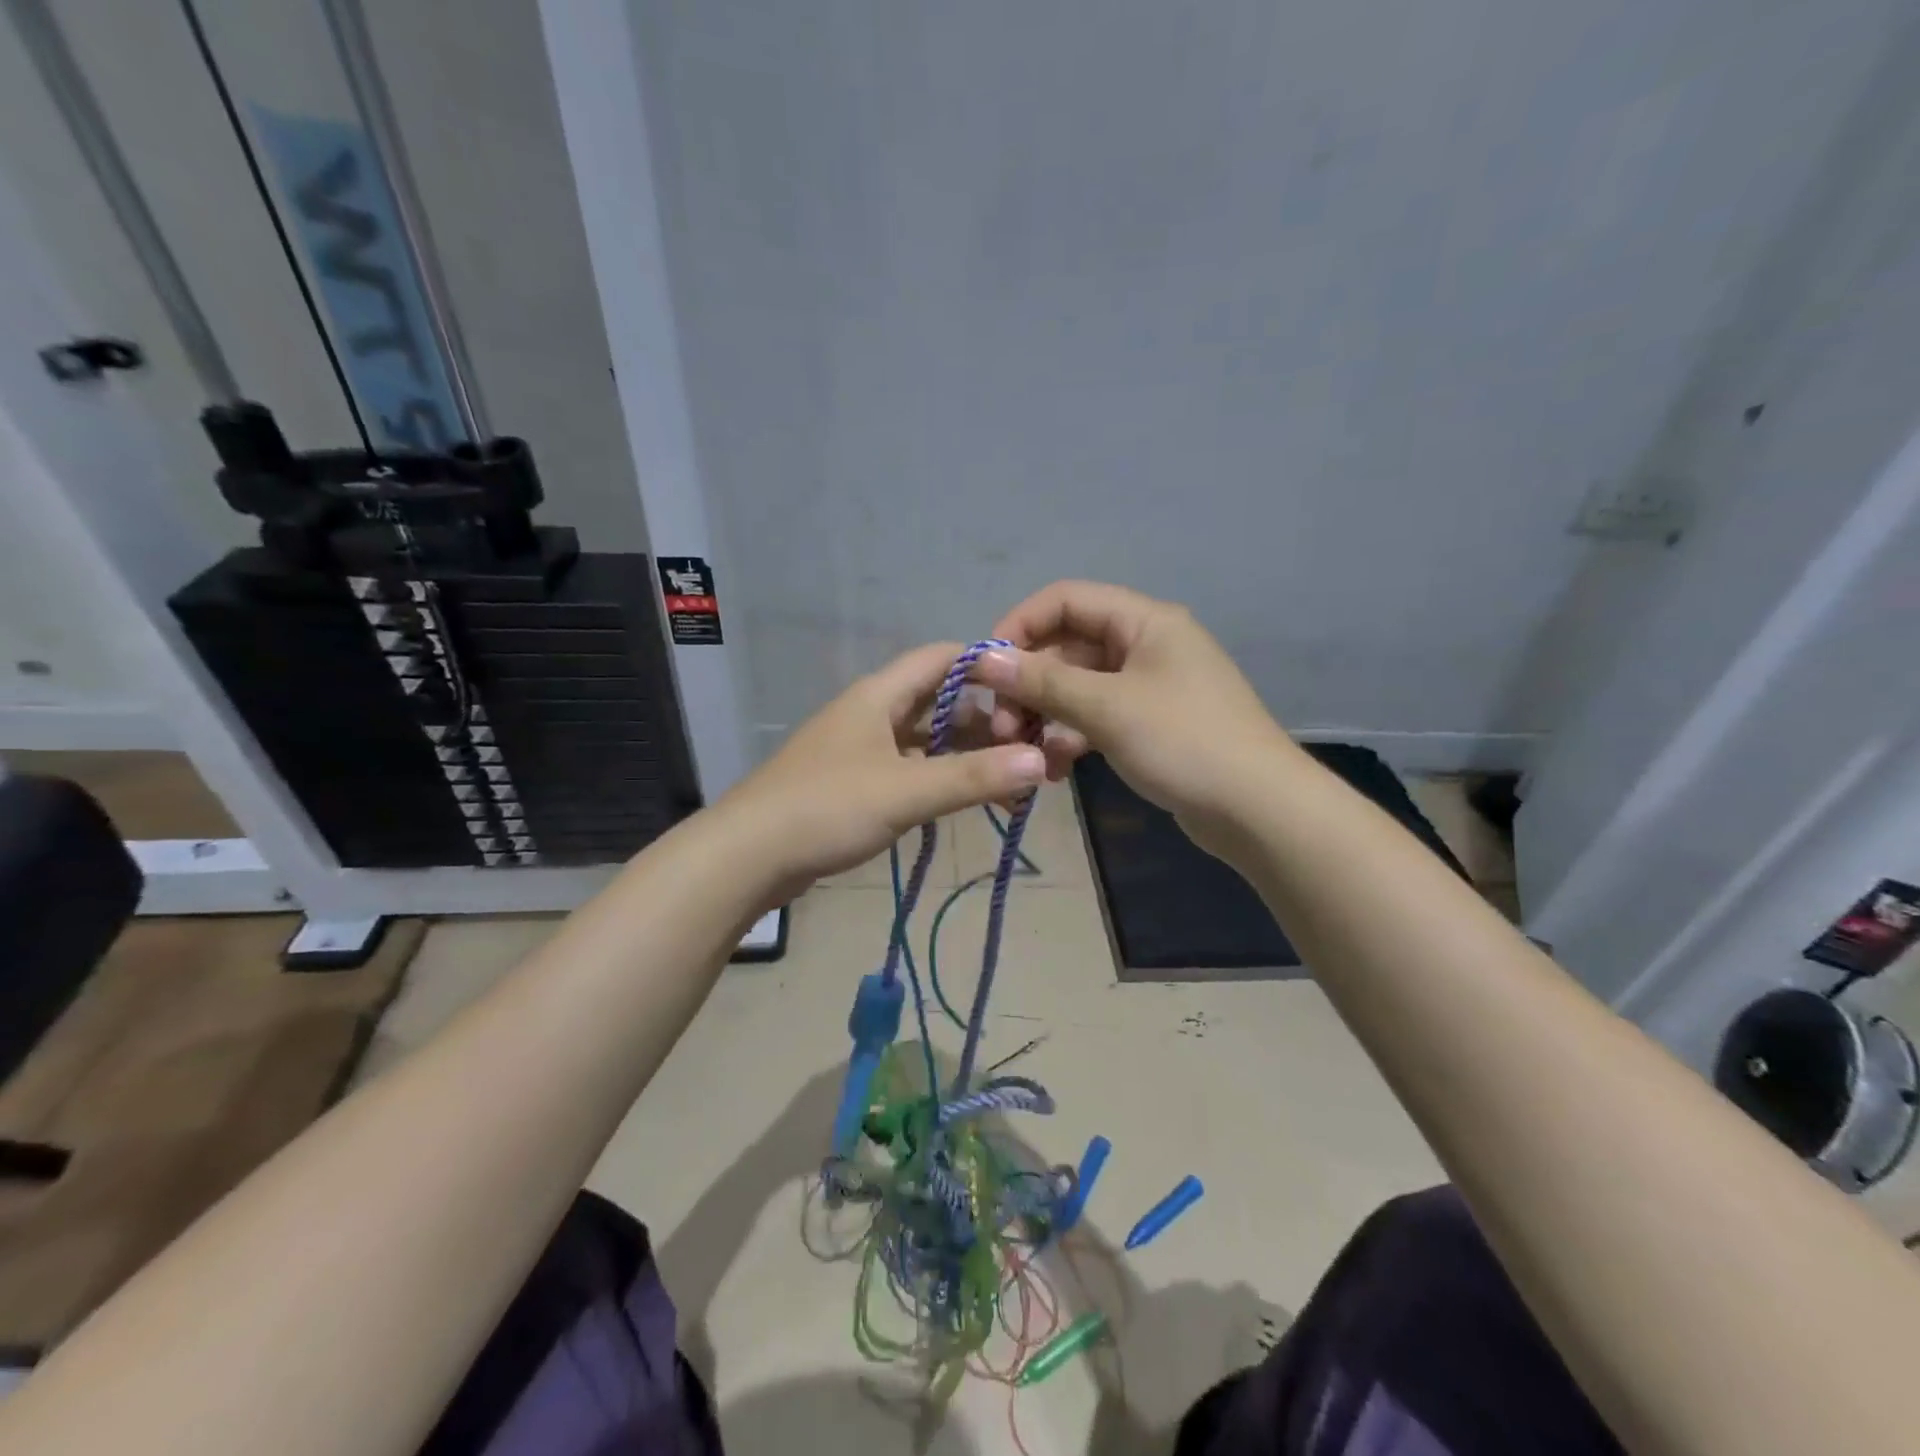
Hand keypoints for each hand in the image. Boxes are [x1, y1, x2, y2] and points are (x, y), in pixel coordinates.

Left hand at [718, 642, 1046, 894]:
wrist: (747, 856)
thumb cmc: (826, 808)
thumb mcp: (905, 792)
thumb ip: (973, 778)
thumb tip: (1041, 761)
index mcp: (880, 695)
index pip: (942, 658)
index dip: (987, 666)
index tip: (1030, 690)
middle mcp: (872, 713)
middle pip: (939, 702)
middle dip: (986, 722)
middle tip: (1031, 750)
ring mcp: (860, 749)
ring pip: (926, 740)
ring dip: (965, 756)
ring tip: (1011, 782)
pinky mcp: (854, 783)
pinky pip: (909, 769)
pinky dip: (940, 779)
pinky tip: (966, 801)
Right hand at [976, 581, 1290, 841]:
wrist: (1258, 811)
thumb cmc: (1184, 743)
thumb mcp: (1107, 708)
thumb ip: (1042, 681)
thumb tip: (982, 660)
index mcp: (1144, 621)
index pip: (1065, 600)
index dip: (1020, 627)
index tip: (985, 668)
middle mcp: (1145, 645)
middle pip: (1067, 648)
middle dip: (1028, 685)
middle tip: (1002, 728)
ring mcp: (1148, 687)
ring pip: (1077, 688)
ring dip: (1045, 717)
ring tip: (1025, 754)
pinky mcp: (1148, 725)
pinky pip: (1095, 718)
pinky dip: (1071, 738)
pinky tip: (1054, 770)